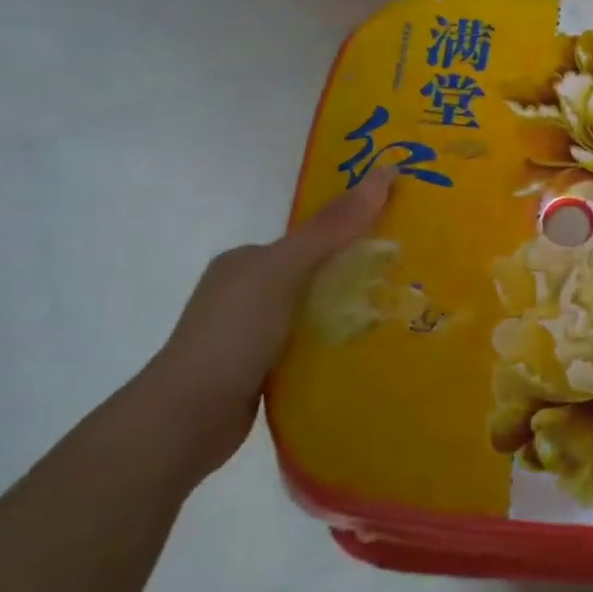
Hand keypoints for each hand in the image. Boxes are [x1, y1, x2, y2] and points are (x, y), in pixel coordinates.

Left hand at [137, 168, 394, 477]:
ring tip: (395, 317)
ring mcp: (249, 333)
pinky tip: (361, 352)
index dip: (351, 233)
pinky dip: (331, 347)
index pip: (310, 238)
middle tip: (406, 281)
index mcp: (247, 260)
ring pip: (312, 314)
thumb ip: (332, 228)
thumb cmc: (234, 332)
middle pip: (314, 275)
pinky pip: (307, 347)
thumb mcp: (285, 270)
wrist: (186, 418)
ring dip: (345, 316)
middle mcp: (246, 291)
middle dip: (354, 277)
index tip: (396, 239)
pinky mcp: (257, 371)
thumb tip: (384, 173)